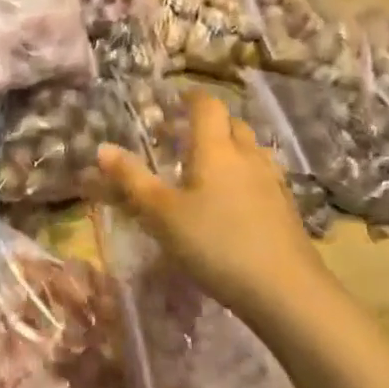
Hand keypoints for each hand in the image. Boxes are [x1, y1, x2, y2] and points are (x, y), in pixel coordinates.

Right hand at [98, 92, 334, 328]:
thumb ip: (131, 180)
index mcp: (216, 149)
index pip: (207, 106)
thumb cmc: (215, 244)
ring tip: (205, 167)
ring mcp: (273, 182)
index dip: (191, 97)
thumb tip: (102, 148)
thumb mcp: (162, 214)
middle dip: (208, 123)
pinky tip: (232, 200)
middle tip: (181, 137)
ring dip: (228, 148)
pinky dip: (243, 174)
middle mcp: (248, 156)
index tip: (174, 99)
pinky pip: (261, 175)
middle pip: (231, 124)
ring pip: (249, 150)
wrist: (285, 290)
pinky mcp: (286, 207)